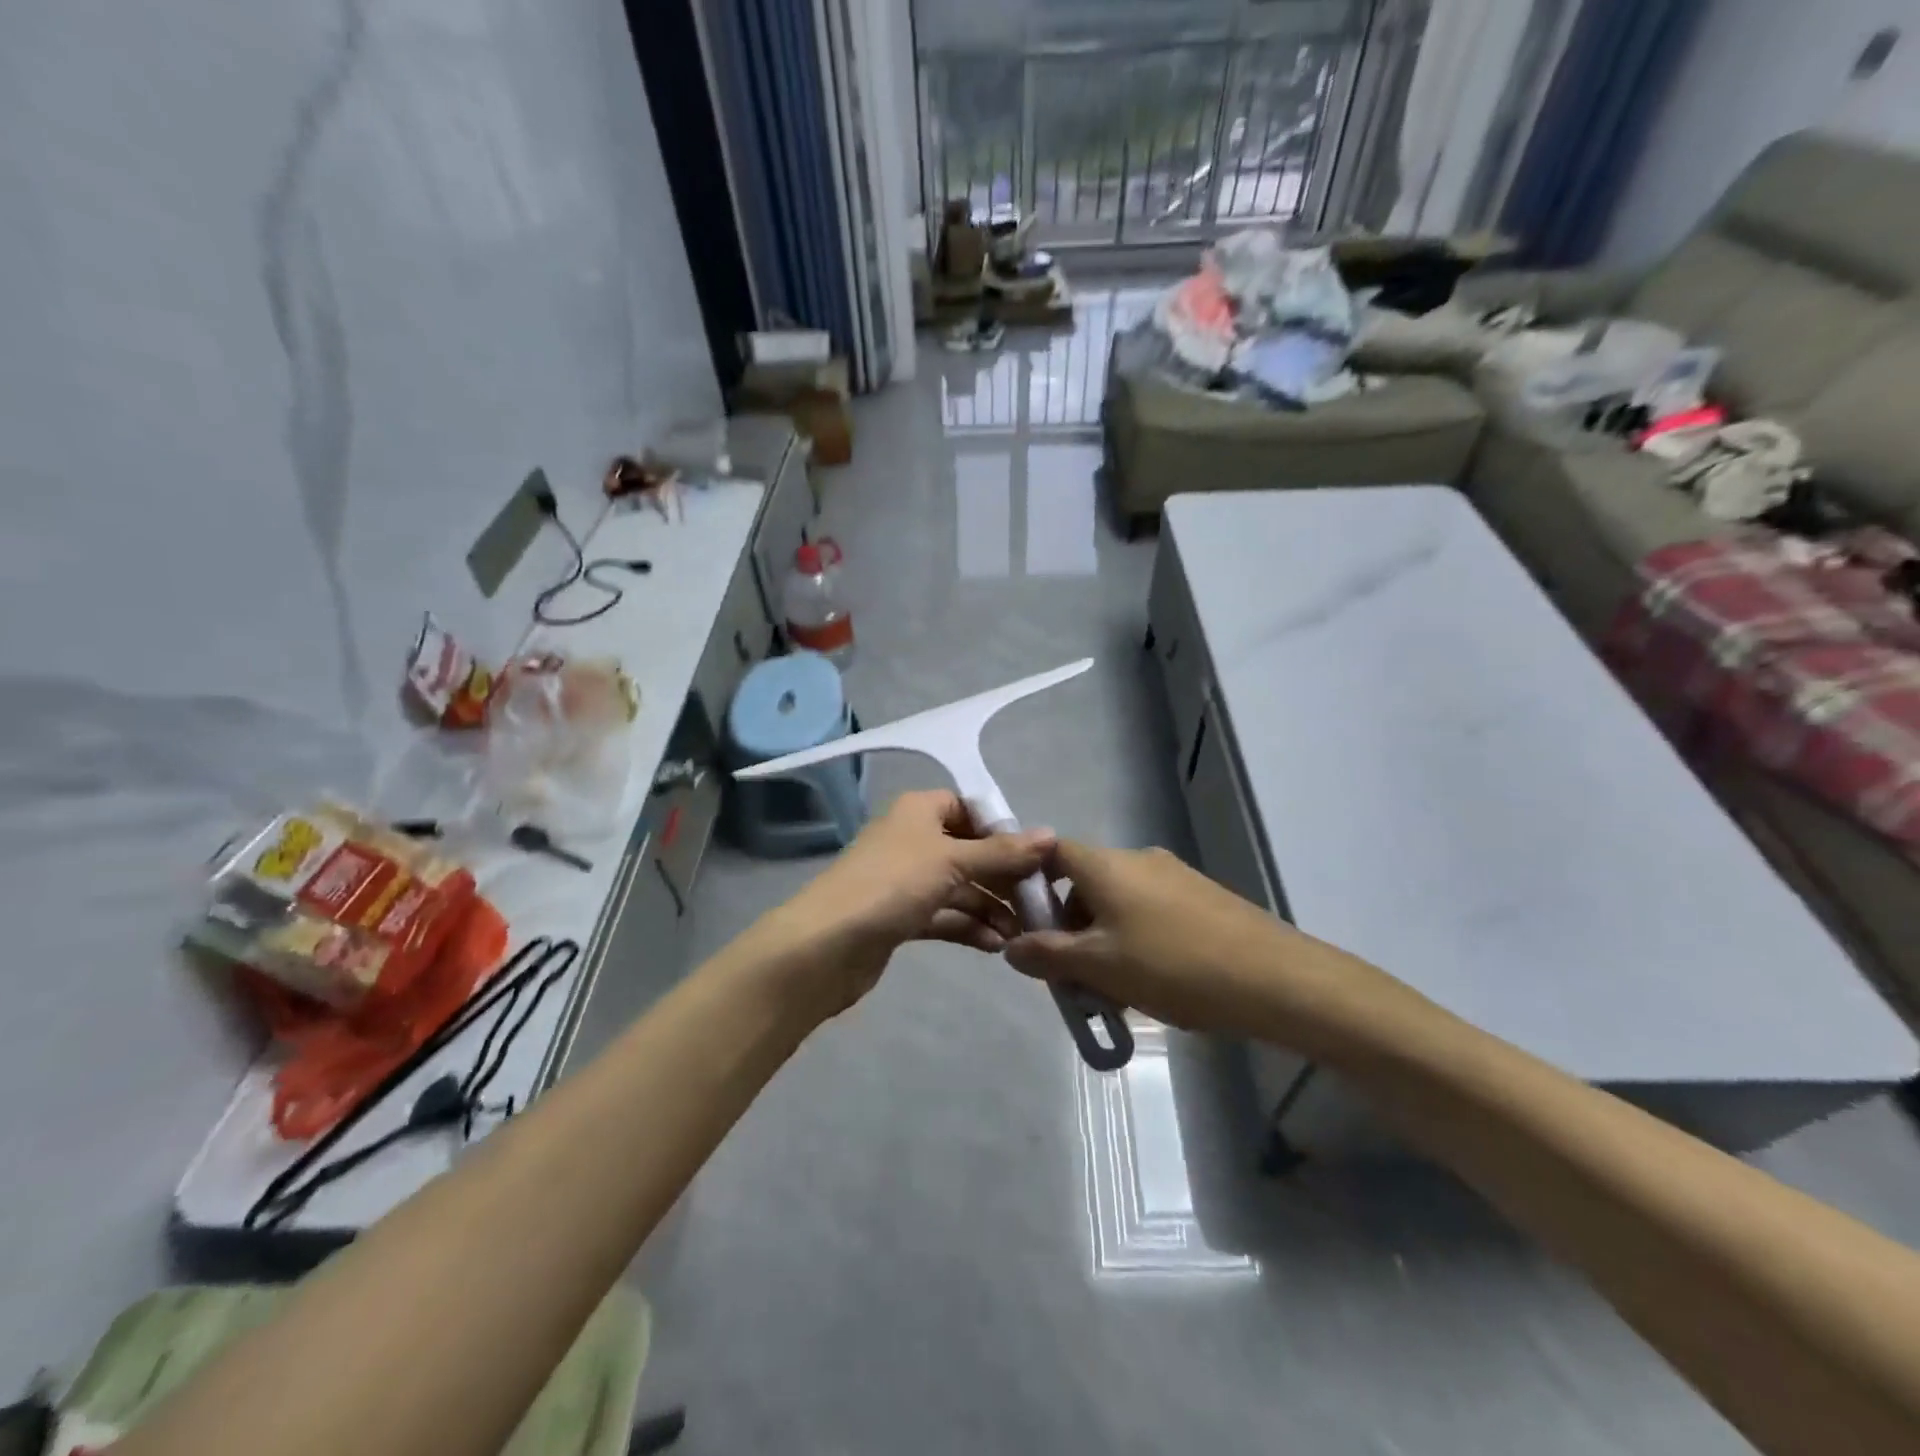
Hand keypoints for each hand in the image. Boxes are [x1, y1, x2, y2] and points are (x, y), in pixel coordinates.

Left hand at [755, 790, 1055, 1016]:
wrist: (827, 944)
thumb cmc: (892, 885)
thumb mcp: (953, 861)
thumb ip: (1002, 852)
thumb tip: (1051, 834)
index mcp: (919, 811)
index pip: (967, 808)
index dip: (1000, 829)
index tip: (1033, 856)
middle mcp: (912, 839)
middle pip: (968, 851)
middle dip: (1001, 876)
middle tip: (1037, 902)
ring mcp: (904, 880)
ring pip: (958, 887)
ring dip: (989, 908)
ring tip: (1021, 933)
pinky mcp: (900, 916)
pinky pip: (943, 914)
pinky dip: (968, 926)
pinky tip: (995, 946)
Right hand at [1004, 840, 1311, 1032]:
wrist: (1274, 978)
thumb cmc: (1172, 965)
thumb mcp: (1099, 967)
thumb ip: (1048, 955)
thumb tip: (1011, 946)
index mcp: (1106, 865)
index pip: (1052, 852)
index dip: (1031, 882)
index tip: (1028, 925)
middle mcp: (1138, 859)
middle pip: (1085, 882)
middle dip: (1070, 925)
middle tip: (1072, 975)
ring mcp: (1174, 875)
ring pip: (1119, 901)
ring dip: (1103, 938)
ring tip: (1114, 989)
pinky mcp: (1202, 897)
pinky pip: (1150, 911)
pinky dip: (1136, 938)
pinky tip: (1154, 981)